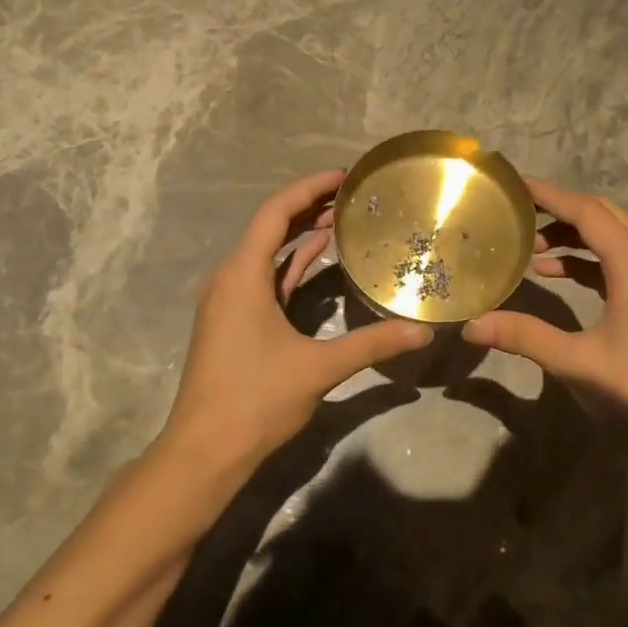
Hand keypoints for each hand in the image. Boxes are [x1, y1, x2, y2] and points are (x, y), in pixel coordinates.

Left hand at [157, 169, 433, 480]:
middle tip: (352, 196)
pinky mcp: (233, 322)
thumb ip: (371, 344)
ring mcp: (229, 301)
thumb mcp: (318, 368)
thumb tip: (422, 332)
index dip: (309, 189)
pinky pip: (265, 279)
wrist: (205, 449)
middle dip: (309, 208)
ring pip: (267, 254)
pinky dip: (291, 266)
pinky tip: (319, 260)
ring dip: (301, 236)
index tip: (344, 176)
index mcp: (242, 275)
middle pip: (270, 228)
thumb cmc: (255, 400)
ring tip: (343, 220)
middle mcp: (230, 279)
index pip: (275, 213)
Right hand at [463, 178, 627, 446]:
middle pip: (604, 217)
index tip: (514, 184)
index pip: (588, 212)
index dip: (550, 194)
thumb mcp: (575, 363)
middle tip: (518, 214)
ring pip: (614, 241)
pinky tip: (559, 276)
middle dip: (561, 211)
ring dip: (574, 238)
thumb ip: (523, 336)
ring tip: (531, 250)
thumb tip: (470, 324)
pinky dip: (589, 263)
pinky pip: (621, 265)